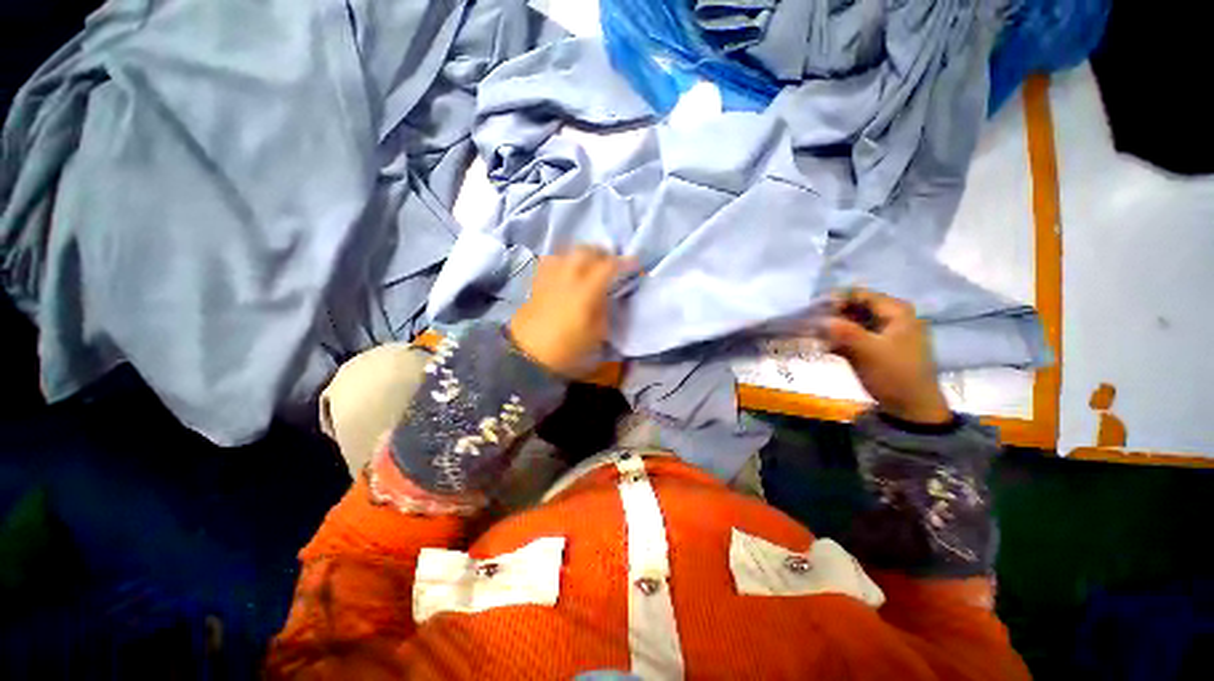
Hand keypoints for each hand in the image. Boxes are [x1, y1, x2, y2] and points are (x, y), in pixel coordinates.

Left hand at [509, 246, 631, 376]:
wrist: (527, 356)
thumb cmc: (567, 350)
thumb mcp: (596, 335)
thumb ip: (604, 310)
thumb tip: (605, 296)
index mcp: (586, 291)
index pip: (609, 267)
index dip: (625, 263)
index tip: (635, 264)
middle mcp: (568, 277)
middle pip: (586, 251)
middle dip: (602, 252)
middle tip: (611, 262)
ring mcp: (550, 278)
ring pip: (567, 252)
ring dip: (582, 254)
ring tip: (589, 264)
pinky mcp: (537, 283)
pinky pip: (551, 261)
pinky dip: (563, 260)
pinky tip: (566, 270)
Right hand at [821, 288, 951, 424]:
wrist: (911, 408)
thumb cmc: (894, 374)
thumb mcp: (868, 351)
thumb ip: (843, 331)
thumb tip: (818, 318)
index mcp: (896, 311)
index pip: (860, 294)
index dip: (835, 299)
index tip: (812, 309)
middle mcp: (891, 317)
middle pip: (855, 307)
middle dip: (832, 315)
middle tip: (810, 325)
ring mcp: (884, 333)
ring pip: (852, 322)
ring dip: (833, 328)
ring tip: (814, 336)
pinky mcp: (876, 347)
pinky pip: (853, 336)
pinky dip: (839, 339)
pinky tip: (825, 348)